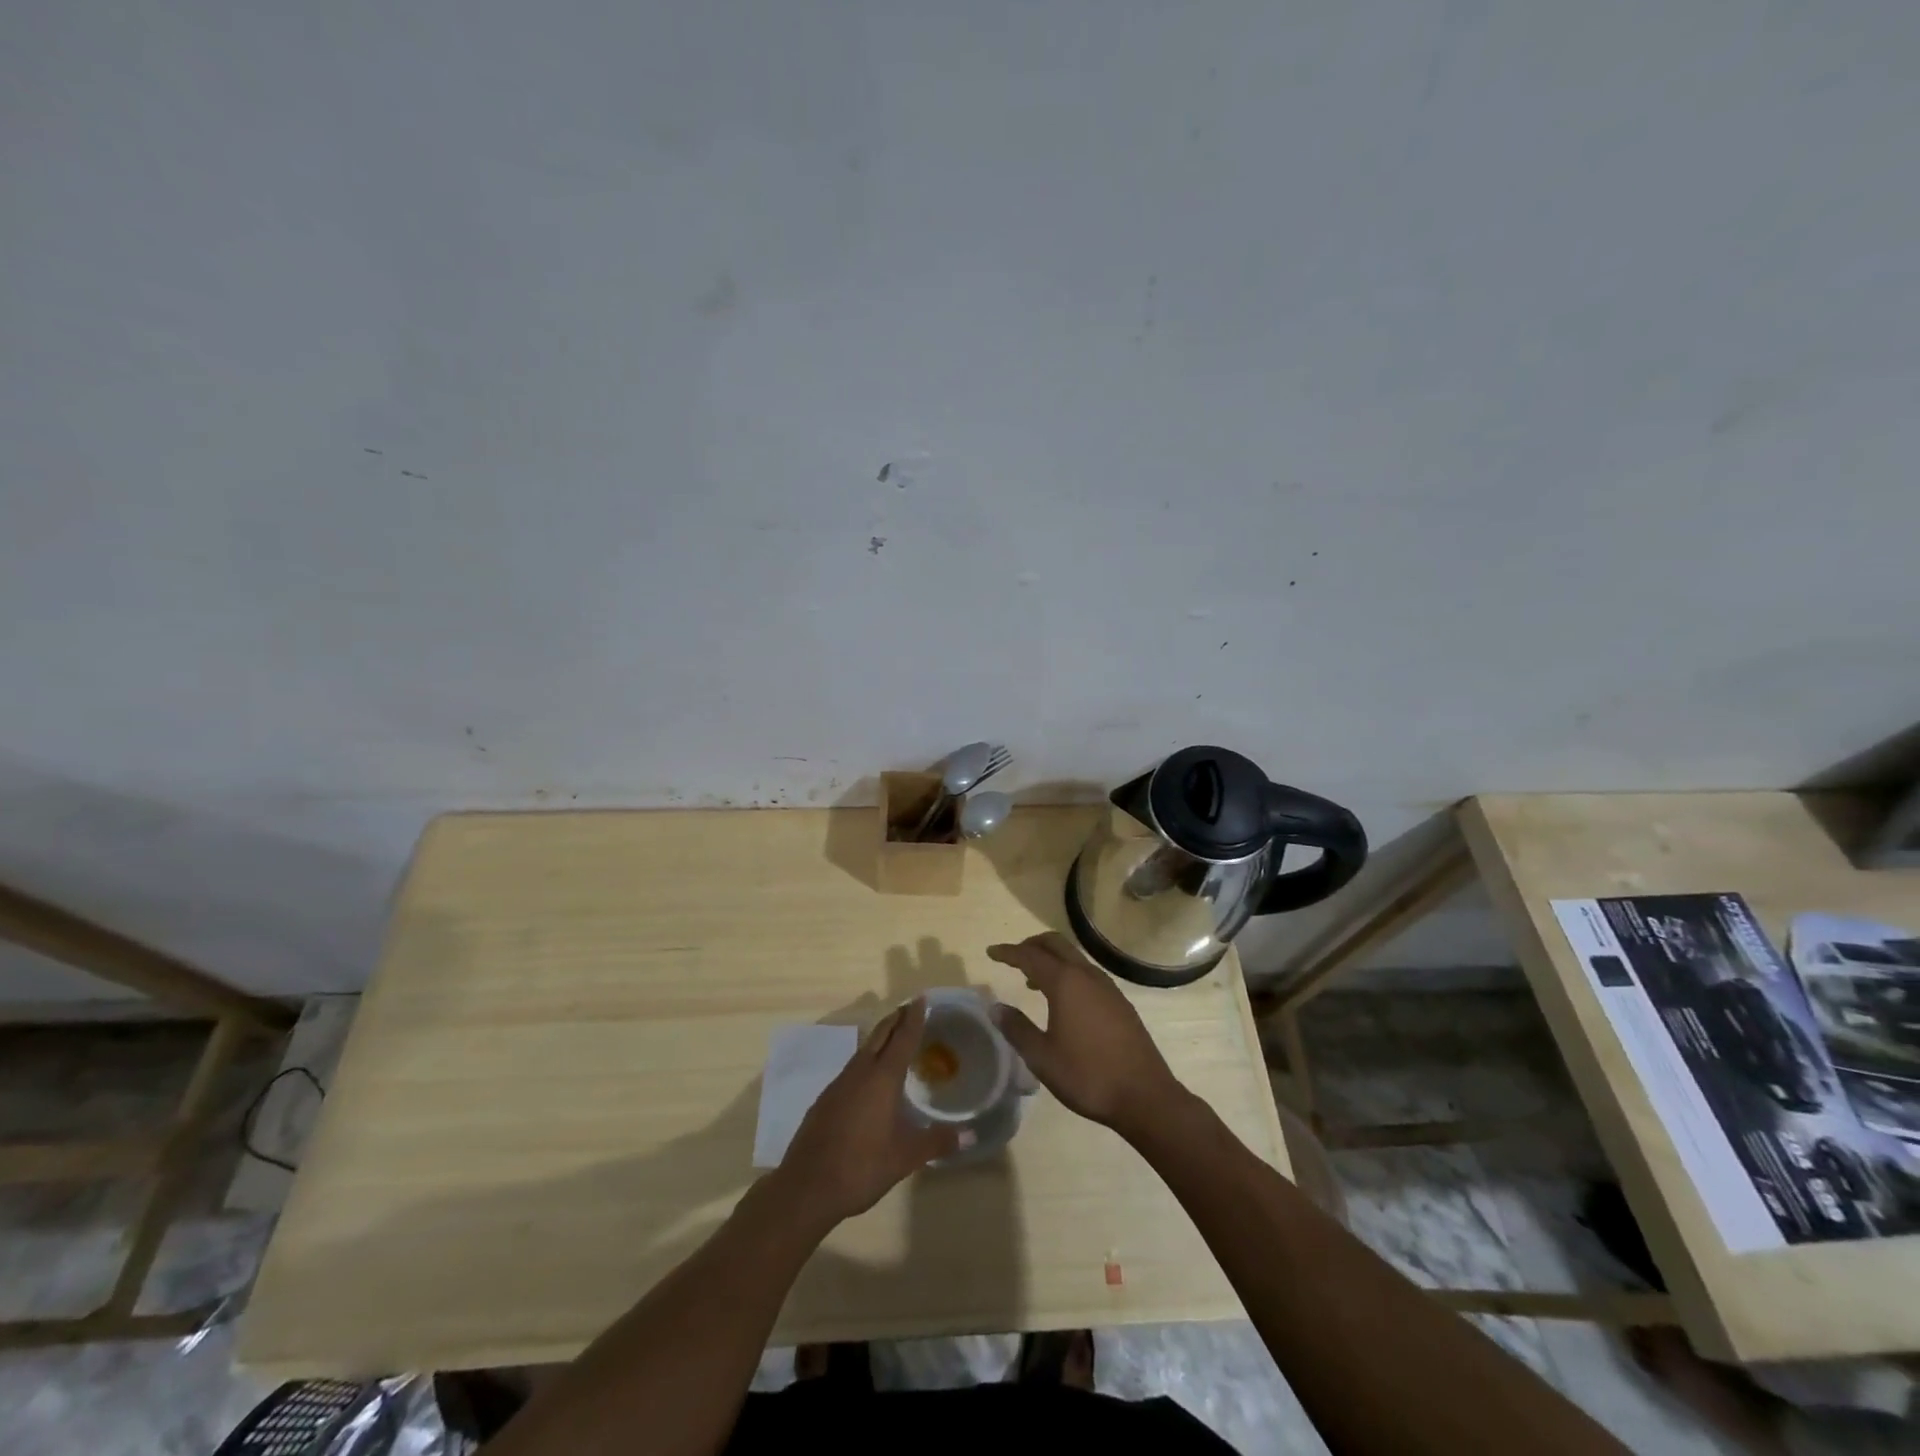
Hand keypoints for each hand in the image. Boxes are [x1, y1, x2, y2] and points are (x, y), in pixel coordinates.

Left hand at [776, 998, 961, 1229]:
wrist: (807, 1187)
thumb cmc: (862, 1166)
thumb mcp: (905, 1157)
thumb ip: (936, 1142)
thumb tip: (969, 1135)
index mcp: (882, 1078)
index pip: (902, 1038)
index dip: (913, 1018)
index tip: (921, 999)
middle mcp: (859, 1072)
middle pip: (880, 1036)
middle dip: (895, 1020)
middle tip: (909, 1008)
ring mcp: (839, 1084)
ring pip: (863, 1050)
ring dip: (880, 1039)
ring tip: (893, 1038)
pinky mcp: (825, 1100)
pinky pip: (851, 1068)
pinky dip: (866, 1060)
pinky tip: (868, 1077)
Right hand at [987, 932, 1185, 1141]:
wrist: (1145, 1096)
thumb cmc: (1087, 1076)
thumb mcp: (1042, 1057)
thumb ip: (1017, 1029)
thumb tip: (996, 1008)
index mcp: (1065, 983)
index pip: (1030, 956)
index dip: (1008, 952)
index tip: (991, 952)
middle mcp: (1087, 976)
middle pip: (1056, 944)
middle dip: (1032, 945)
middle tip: (1013, 957)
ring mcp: (1108, 987)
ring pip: (1074, 957)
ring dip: (1052, 959)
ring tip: (1033, 981)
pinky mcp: (1120, 1002)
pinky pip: (1088, 973)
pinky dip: (1068, 973)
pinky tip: (1064, 1001)